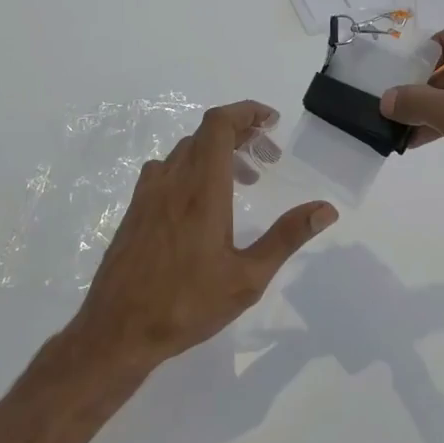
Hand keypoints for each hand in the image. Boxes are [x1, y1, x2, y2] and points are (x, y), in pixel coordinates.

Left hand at [71, 100, 337, 371]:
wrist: (117, 330)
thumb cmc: (187, 305)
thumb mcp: (247, 278)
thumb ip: (286, 237)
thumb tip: (326, 209)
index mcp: (201, 191)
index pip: (218, 125)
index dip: (245, 112)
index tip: (272, 122)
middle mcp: (171, 181)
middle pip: (204, 134)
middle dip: (240, 134)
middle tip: (268, 159)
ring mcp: (148, 194)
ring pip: (185, 152)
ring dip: (217, 153)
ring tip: (244, 181)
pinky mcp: (134, 210)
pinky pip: (167, 170)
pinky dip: (192, 168)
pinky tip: (203, 202)